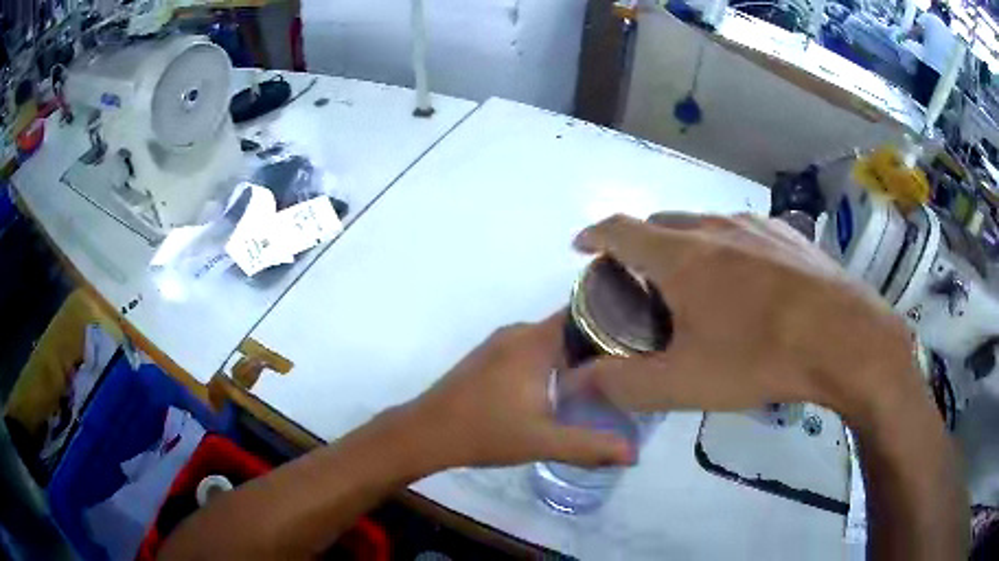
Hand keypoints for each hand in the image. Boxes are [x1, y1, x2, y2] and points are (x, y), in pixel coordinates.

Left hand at [403, 312, 632, 468]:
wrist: (426, 432)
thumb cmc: (485, 431)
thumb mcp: (543, 441)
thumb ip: (591, 446)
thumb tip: (634, 454)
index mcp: (535, 341)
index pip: (585, 313)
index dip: (614, 321)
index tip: (640, 337)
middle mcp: (518, 332)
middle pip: (570, 327)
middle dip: (599, 343)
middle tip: (629, 365)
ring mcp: (500, 343)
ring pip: (549, 340)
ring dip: (573, 354)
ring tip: (603, 377)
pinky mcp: (488, 357)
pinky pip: (530, 349)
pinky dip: (551, 361)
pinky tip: (561, 387)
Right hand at [570, 213, 918, 420]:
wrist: (845, 339)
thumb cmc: (760, 358)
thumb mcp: (684, 383)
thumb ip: (622, 384)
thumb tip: (575, 382)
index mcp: (682, 257)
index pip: (621, 230)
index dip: (595, 235)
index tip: (582, 247)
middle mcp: (715, 227)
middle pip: (662, 225)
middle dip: (641, 246)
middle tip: (642, 283)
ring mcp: (756, 226)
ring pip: (705, 225)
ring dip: (686, 247)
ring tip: (695, 283)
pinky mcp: (787, 234)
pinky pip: (743, 231)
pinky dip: (727, 247)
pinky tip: (746, 280)